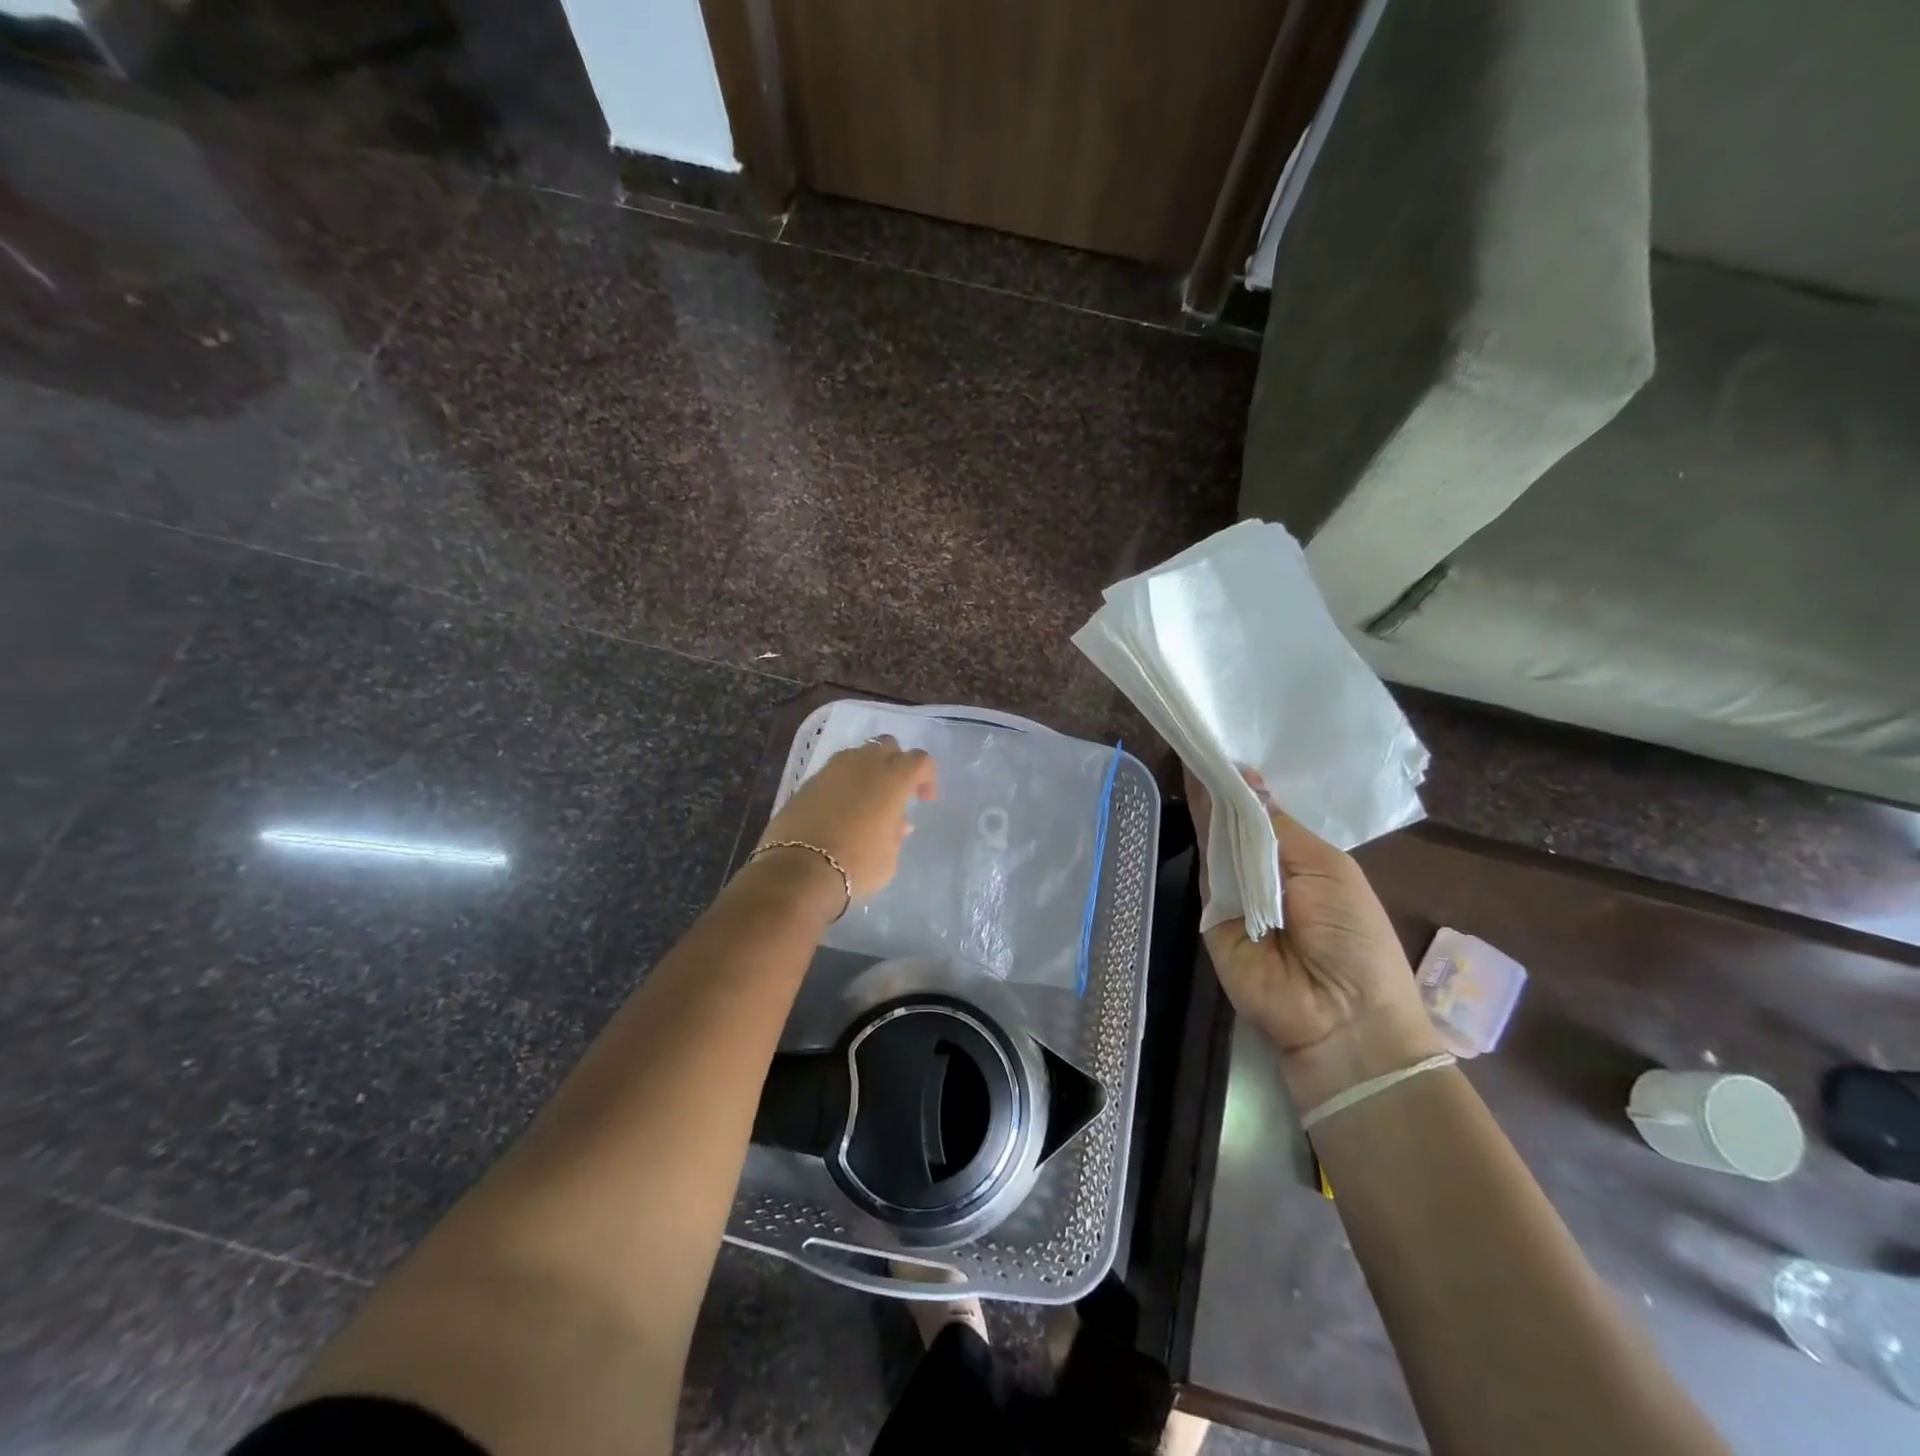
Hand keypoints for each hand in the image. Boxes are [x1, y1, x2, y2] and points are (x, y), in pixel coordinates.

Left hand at [760, 737, 937, 900]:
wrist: (800, 870)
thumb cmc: (857, 865)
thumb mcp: (890, 857)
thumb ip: (896, 834)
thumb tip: (897, 823)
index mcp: (893, 777)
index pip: (920, 760)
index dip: (926, 777)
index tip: (923, 799)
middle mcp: (864, 763)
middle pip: (887, 746)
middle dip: (895, 763)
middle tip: (894, 792)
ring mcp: (832, 769)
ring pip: (857, 755)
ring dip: (867, 771)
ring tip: (866, 800)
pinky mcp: (808, 781)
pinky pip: (834, 773)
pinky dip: (842, 784)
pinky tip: (840, 809)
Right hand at [1187, 767, 1440, 1102]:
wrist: (1340, 1018)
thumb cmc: (1354, 938)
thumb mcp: (1326, 870)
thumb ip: (1278, 827)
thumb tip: (1245, 777)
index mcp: (1301, 859)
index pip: (1265, 813)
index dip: (1246, 782)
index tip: (1223, 741)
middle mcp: (1263, 871)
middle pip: (1236, 821)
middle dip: (1221, 783)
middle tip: (1199, 732)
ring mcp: (1233, 890)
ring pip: (1216, 837)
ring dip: (1205, 798)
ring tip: (1191, 746)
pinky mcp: (1208, 911)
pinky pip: (1204, 866)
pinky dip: (1198, 829)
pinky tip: (1188, 788)